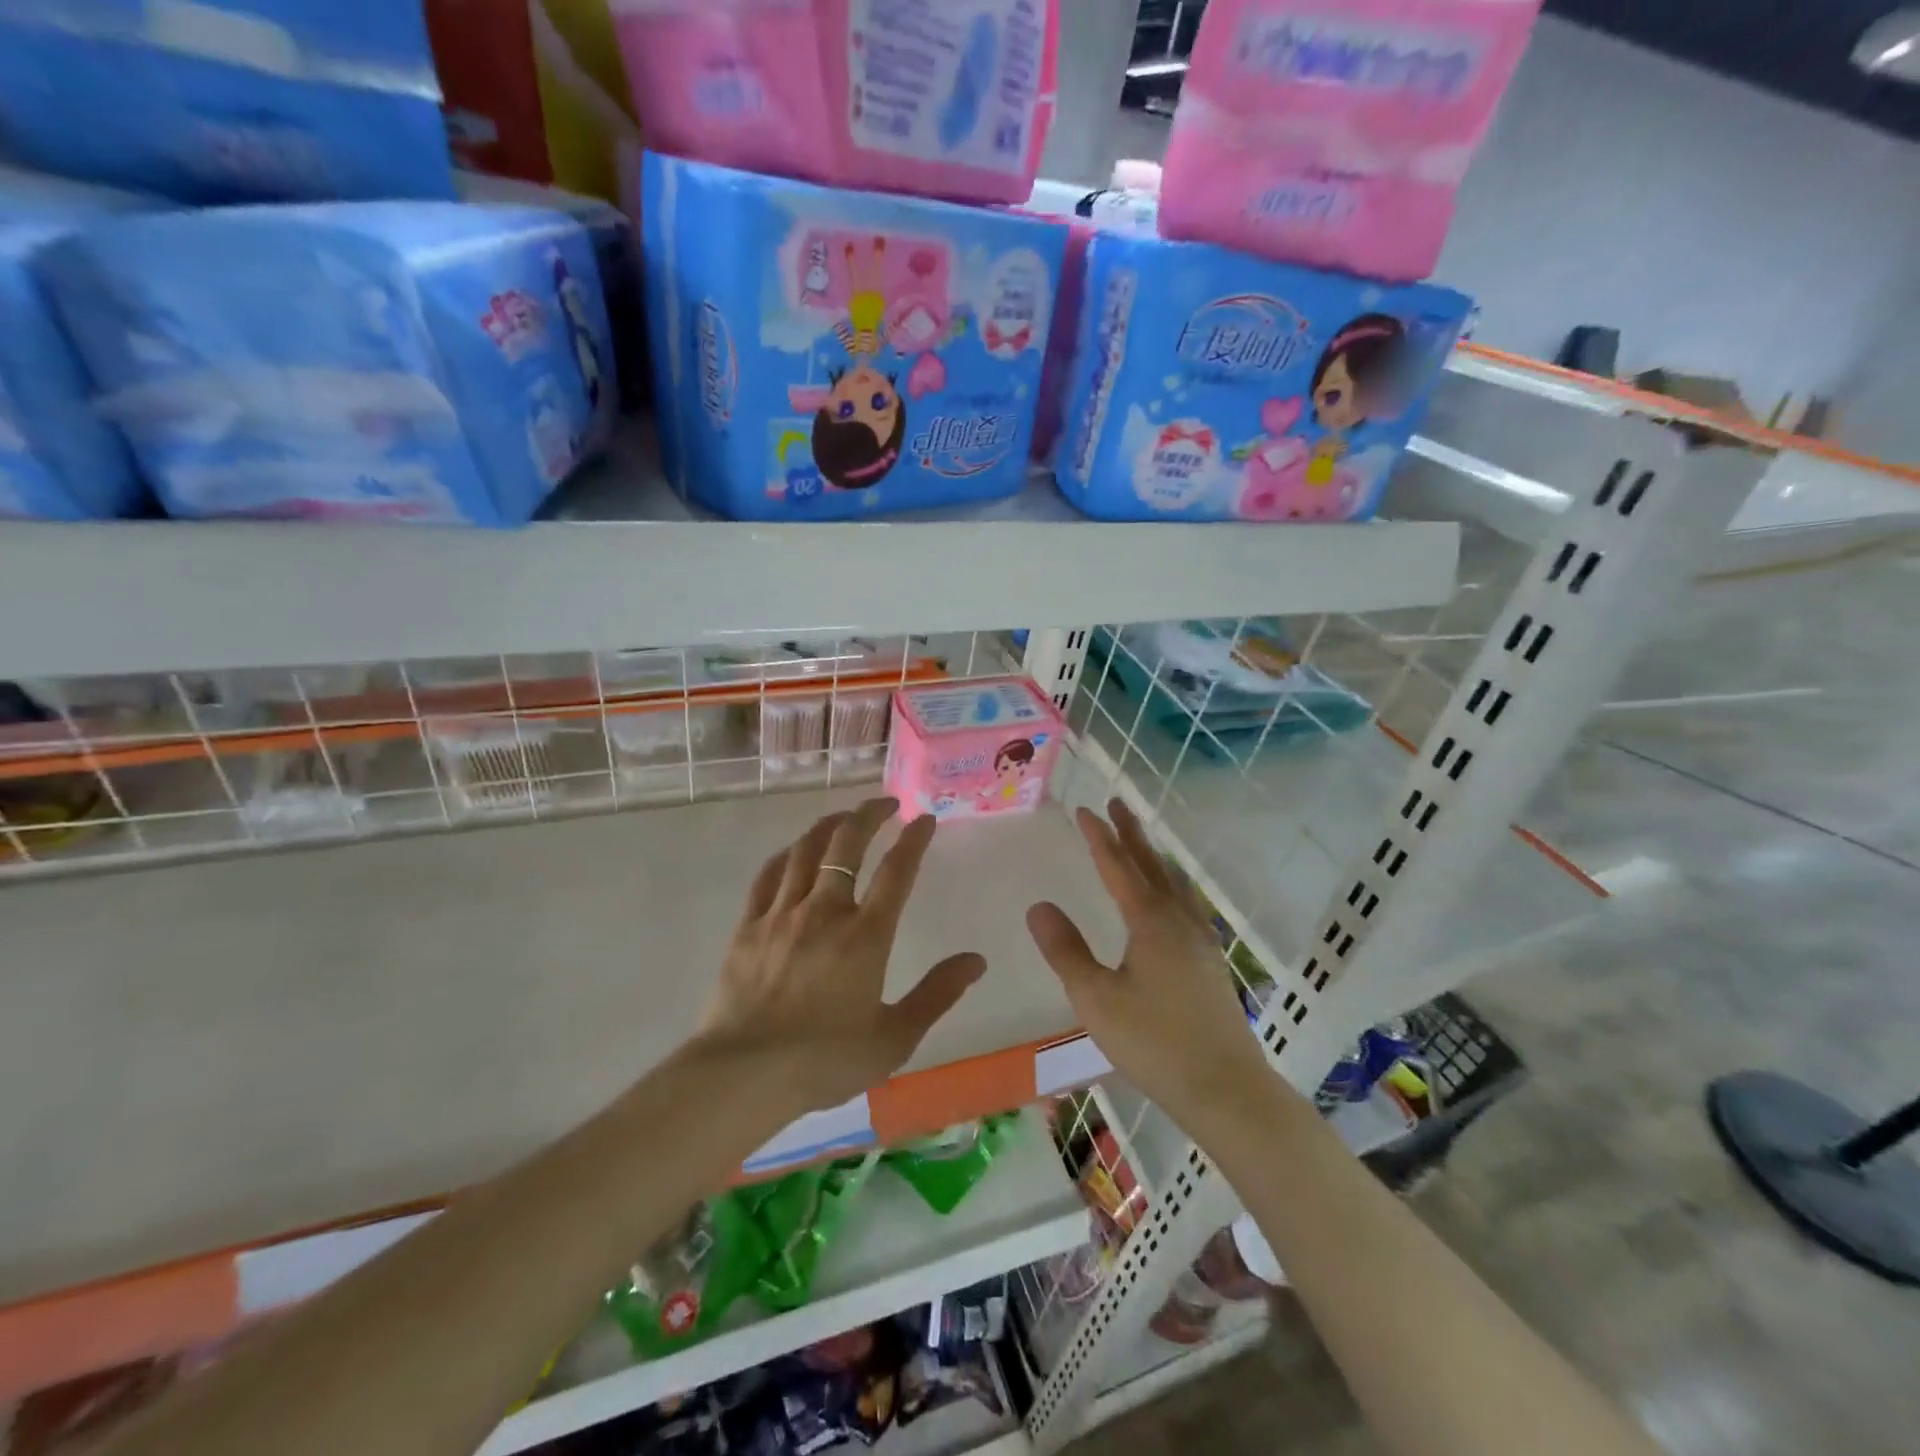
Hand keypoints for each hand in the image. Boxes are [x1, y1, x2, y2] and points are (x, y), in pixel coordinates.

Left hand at [699, 797, 985, 1114]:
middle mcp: (825, 911)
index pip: (897, 872)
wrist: (742, 1075)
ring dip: (829, 826)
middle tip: (885, 802)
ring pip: (805, 851)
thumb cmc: (824, 1061)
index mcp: (865, 936)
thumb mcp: (894, 1038)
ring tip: (844, 817)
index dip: (913, 840)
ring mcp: (781, 914)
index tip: (924, 818)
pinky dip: (786, 854)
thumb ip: (937, 994)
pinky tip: (793, 851)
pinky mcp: (748, 926)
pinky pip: (767, 876)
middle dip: (869, 815)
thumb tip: (976, 961)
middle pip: (847, 845)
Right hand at [1026, 798, 1270, 1125]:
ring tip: (1143, 843)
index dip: (1100, 836)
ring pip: (1174, 883)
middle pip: (1152, 864)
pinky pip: (1187, 903)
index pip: (1119, 866)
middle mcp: (1178, 920)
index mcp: (1149, 921)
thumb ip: (1065, 950)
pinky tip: (1173, 901)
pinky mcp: (1211, 961)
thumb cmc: (1154, 1042)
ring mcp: (1201, 940)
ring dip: (1154, 856)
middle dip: (1131, 833)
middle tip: (1117, 803)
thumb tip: (1038, 906)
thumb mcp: (1095, 998)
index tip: (1084, 809)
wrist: (1225, 1088)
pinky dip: (1172, 884)